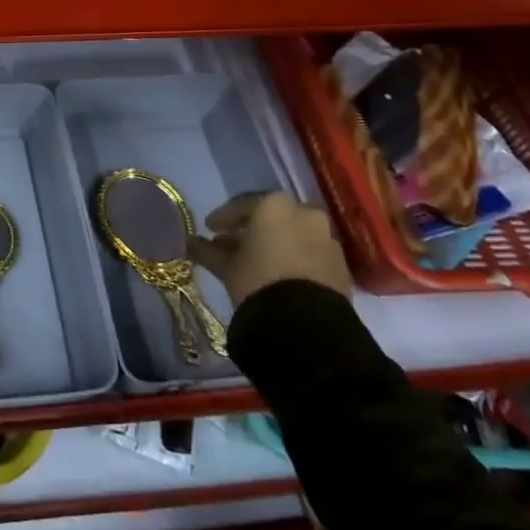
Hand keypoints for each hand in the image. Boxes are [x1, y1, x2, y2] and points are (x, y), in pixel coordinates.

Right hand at [187, 192, 352, 307]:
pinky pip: (311, 253)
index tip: (209, 228)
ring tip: (257, 261)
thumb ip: (207, 250)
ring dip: (276, 242)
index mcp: (274, 205)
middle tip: (233, 243)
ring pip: (294, 233)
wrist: (305, 324)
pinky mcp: (341, 265)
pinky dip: (295, 257)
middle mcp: (304, 213)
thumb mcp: (226, 266)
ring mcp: (327, 238)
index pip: (242, 205)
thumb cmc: (257, 281)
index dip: (223, 218)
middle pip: (272, 216)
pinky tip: (281, 274)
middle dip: (251, 228)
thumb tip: (189, 243)